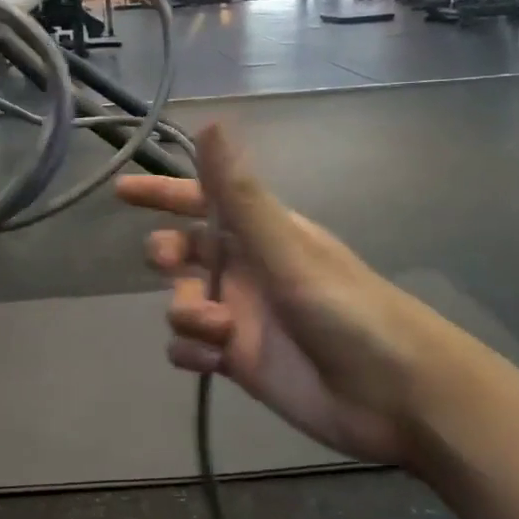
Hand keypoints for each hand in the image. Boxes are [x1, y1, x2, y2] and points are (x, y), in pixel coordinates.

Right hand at [116, 126, 467, 471]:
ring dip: (186, 312)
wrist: (396, 394)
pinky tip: (209, 361)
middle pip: (185, 251)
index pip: (203, 200)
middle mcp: (248, 268)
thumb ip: (241, 194)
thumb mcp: (288, 250)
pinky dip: (190, 352)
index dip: (163, 193)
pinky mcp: (240, 361)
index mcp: (262, 232)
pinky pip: (191, 348)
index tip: (121, 191)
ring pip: (184, 302)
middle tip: (172, 266)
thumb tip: (209, 123)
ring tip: (218, 330)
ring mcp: (242, 316)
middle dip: (168, 255)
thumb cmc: (346, 309)